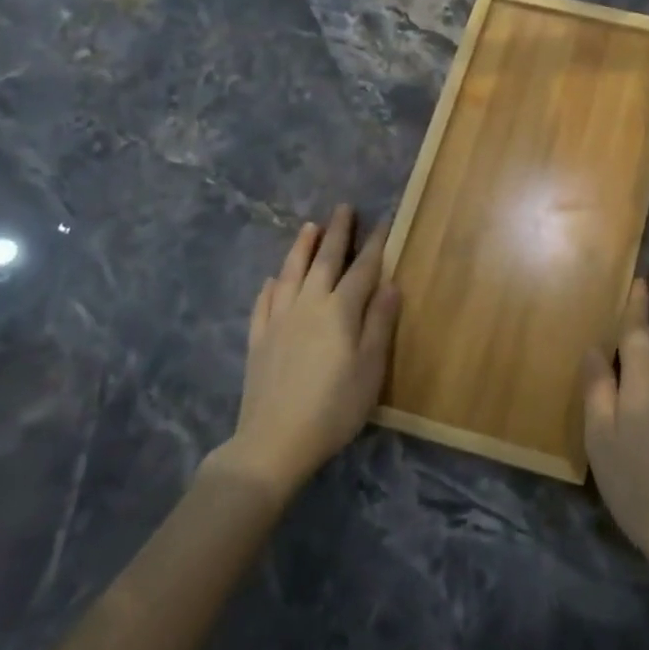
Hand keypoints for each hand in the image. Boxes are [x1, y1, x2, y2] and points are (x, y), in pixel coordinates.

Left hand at [213, 205, 399, 500]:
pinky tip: (272, 280)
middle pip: (324, 261)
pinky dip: (271, 285)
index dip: (374, 246)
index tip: (382, 222)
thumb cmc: (334, 407)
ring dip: (301, 248)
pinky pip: (264, 302)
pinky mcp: (258, 339)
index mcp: (340, 311)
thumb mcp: (370, 368)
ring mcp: (278, 320)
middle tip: (343, 208)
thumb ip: (379, 323)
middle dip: (337, 233)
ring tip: (309, 227)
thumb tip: (390, 284)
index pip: (362, 270)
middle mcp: (308, 305)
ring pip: (290, 273)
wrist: (274, 441)